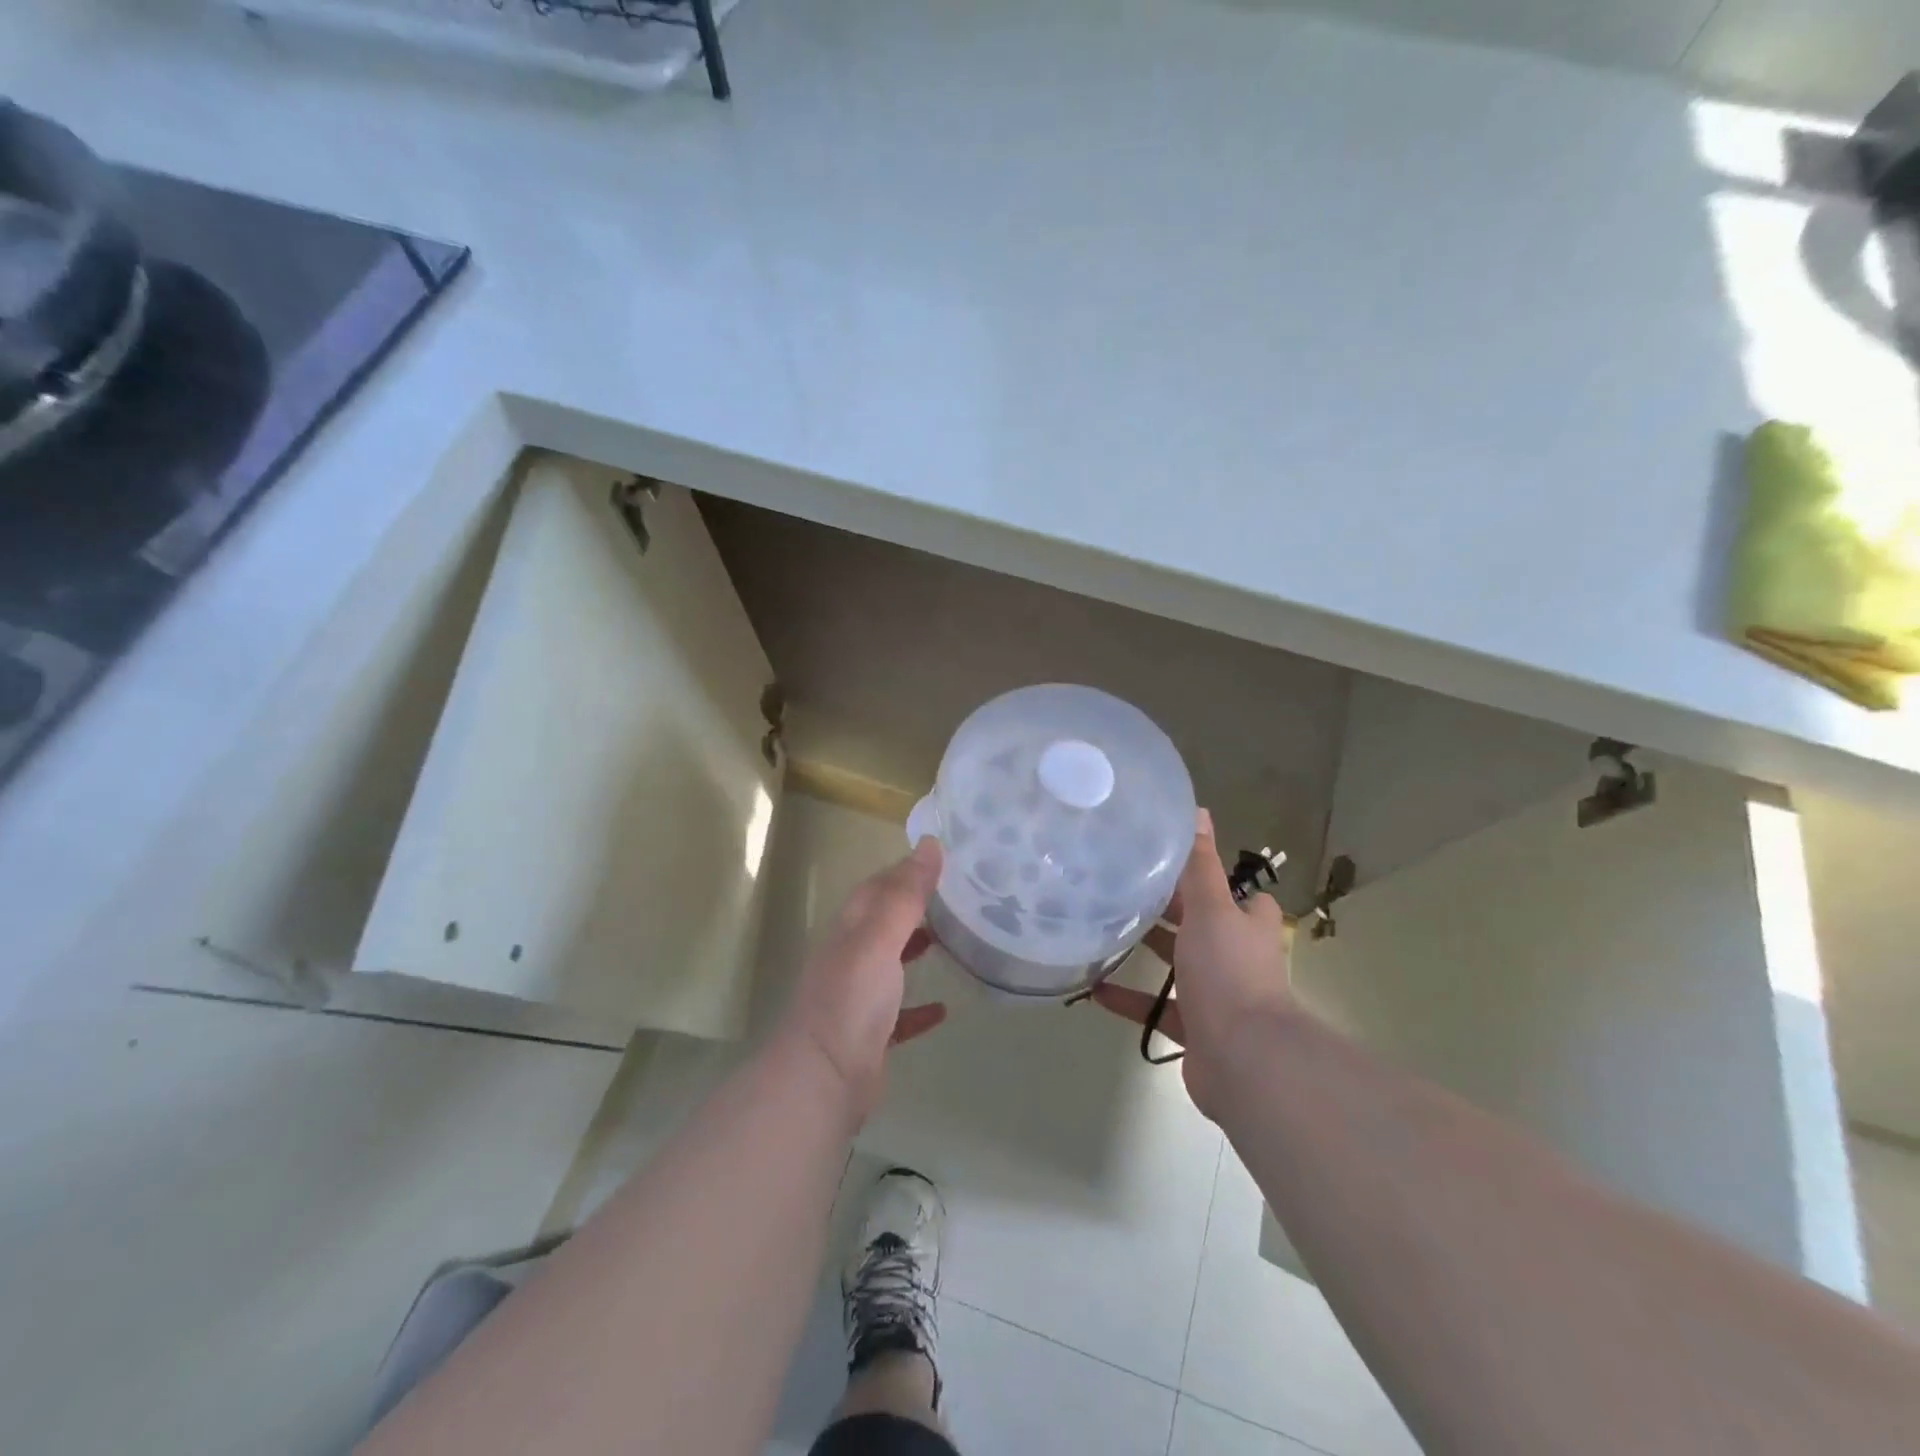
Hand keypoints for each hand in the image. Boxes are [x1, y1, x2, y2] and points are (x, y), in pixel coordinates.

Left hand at [780, 837, 948, 1120]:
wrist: (822, 1080)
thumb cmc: (851, 1000)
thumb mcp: (879, 938)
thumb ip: (905, 894)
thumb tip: (929, 843)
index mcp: (850, 931)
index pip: (877, 888)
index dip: (904, 871)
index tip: (940, 859)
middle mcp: (850, 958)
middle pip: (883, 923)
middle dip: (913, 907)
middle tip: (954, 898)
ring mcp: (857, 999)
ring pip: (889, 964)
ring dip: (915, 950)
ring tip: (951, 942)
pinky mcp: (869, 1036)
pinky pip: (898, 1015)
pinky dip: (919, 1008)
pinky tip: (943, 1009)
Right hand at [1092, 810, 1294, 1118]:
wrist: (1244, 1059)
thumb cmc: (1228, 971)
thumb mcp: (1211, 908)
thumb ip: (1200, 864)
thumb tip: (1199, 810)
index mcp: (1246, 925)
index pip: (1235, 894)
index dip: (1208, 878)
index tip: (1169, 863)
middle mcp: (1235, 956)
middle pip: (1199, 926)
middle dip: (1167, 911)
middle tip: (1121, 888)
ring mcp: (1216, 996)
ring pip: (1176, 966)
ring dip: (1145, 952)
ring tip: (1103, 931)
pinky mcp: (1196, 1029)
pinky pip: (1157, 1008)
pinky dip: (1129, 999)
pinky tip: (1093, 988)